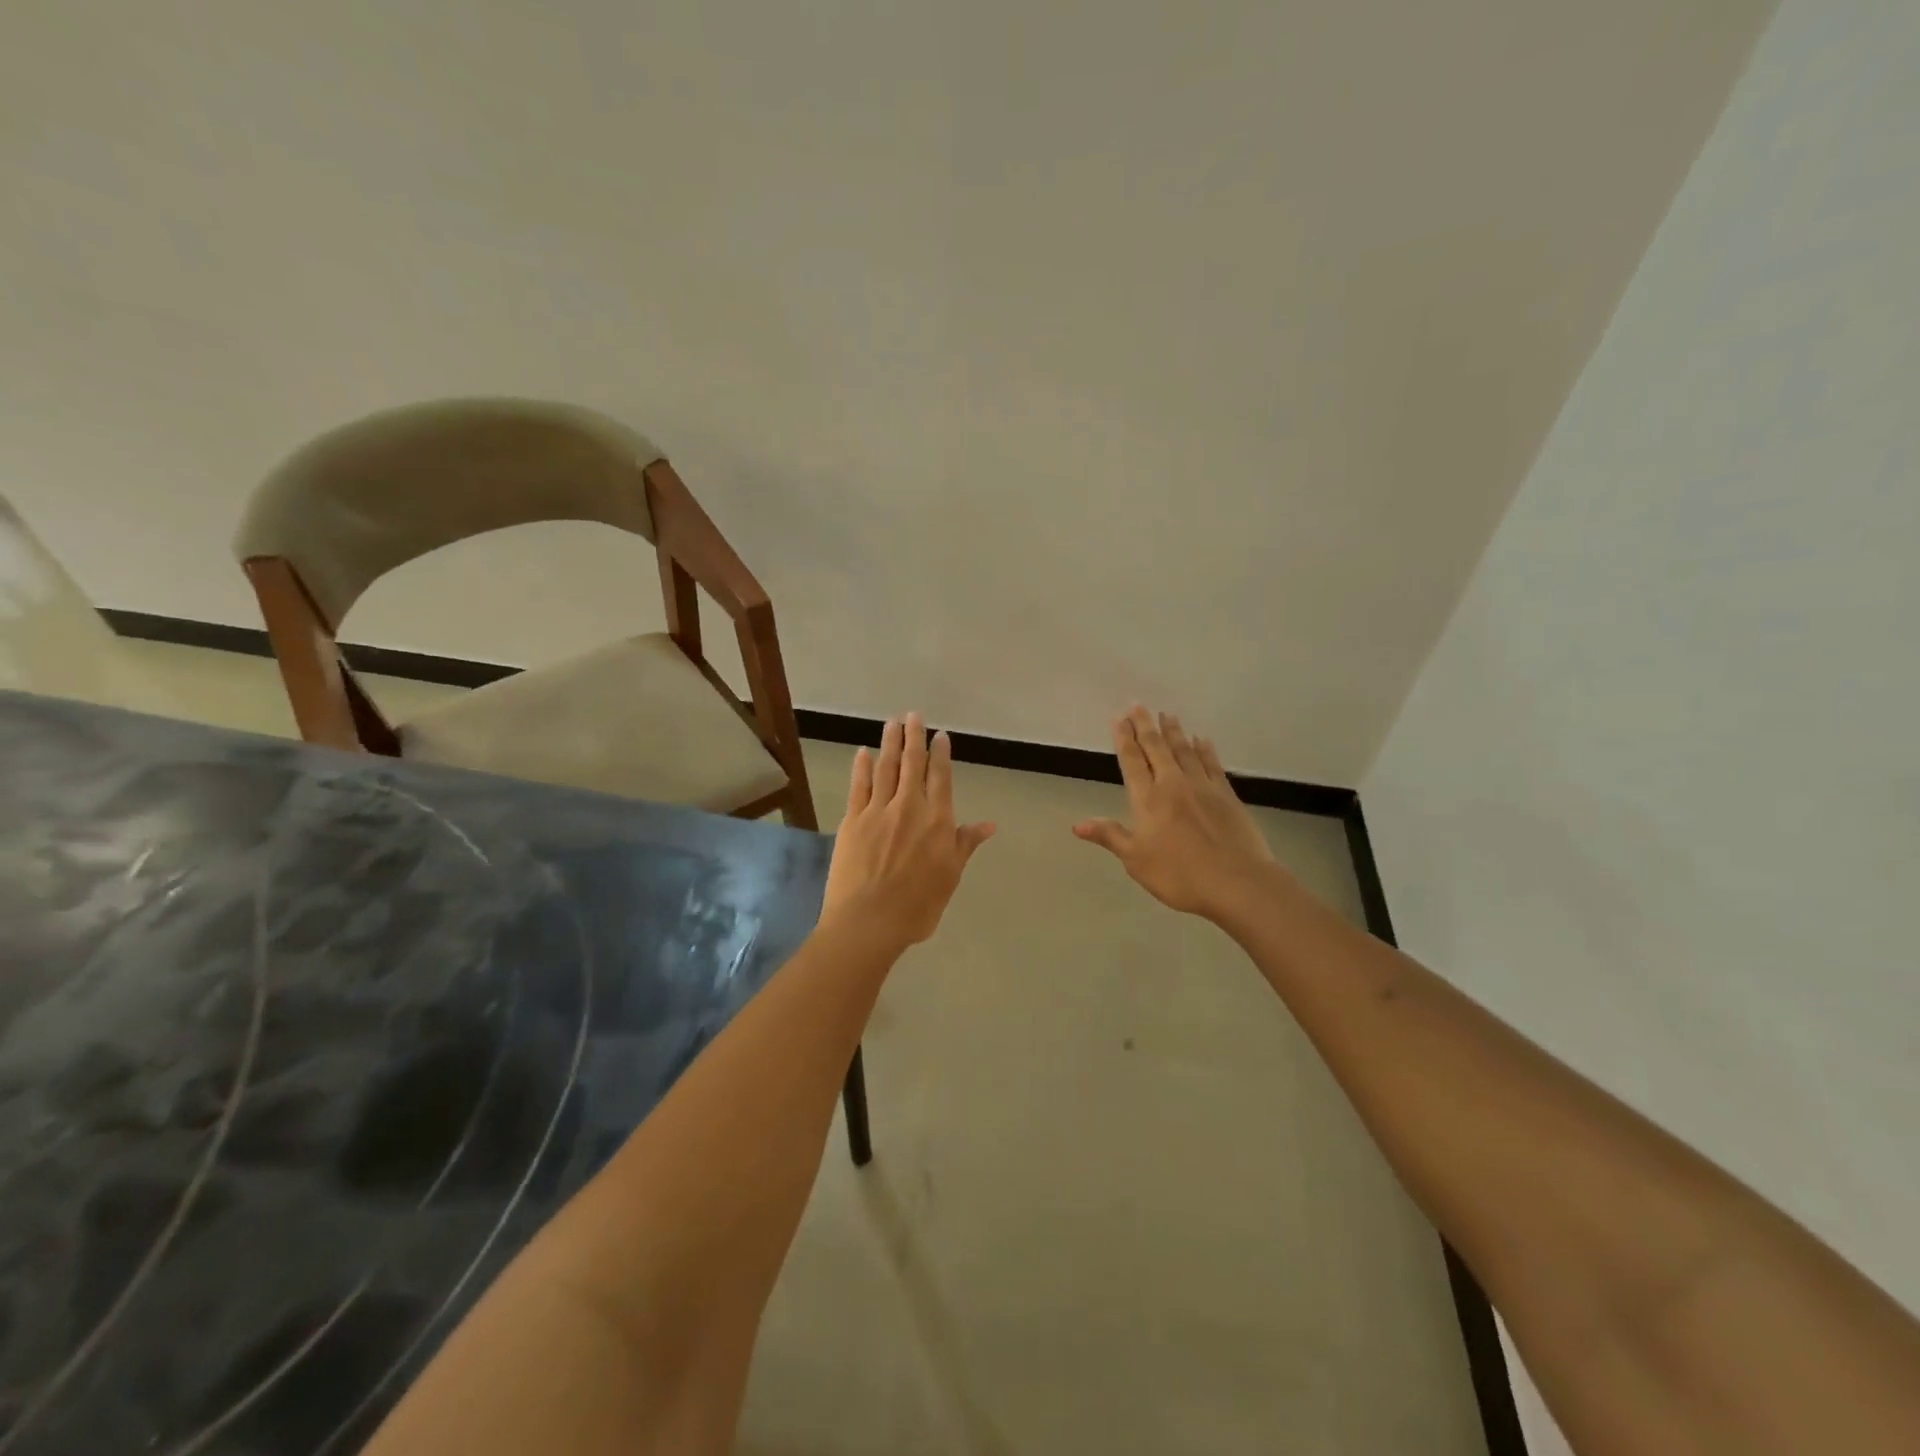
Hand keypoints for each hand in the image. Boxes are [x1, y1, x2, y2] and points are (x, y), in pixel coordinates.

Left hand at [821, 713, 996, 950]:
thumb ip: (965, 845)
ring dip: (890, 743)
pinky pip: (859, 786)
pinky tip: (864, 753)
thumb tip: (989, 824)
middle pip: (912, 764)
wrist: (869, 921)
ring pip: (886, 768)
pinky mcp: (853, 820)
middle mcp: (909, 807)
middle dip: (914, 737)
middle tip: (913, 715)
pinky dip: (862, 767)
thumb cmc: (918, 906)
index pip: (940, 778)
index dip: (940, 754)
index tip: (940, 735)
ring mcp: (878, 811)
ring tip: (892, 722)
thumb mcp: (950, 877)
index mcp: (937, 820)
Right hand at [1073, 706, 1282, 921]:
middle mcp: (1173, 784)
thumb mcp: (1136, 860)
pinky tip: (1201, 740)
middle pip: (1157, 748)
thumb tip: (1077, 824)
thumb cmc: (1179, 875)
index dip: (1124, 739)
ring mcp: (1202, 786)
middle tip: (1138, 705)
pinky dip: (1204, 749)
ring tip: (1167, 715)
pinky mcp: (1226, 794)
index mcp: (1147, 799)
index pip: (1132, 761)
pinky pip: (1211, 763)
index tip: (1119, 719)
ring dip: (1173, 732)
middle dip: (1145, 726)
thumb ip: (1109, 836)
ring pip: (1184, 750)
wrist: (1237, 882)